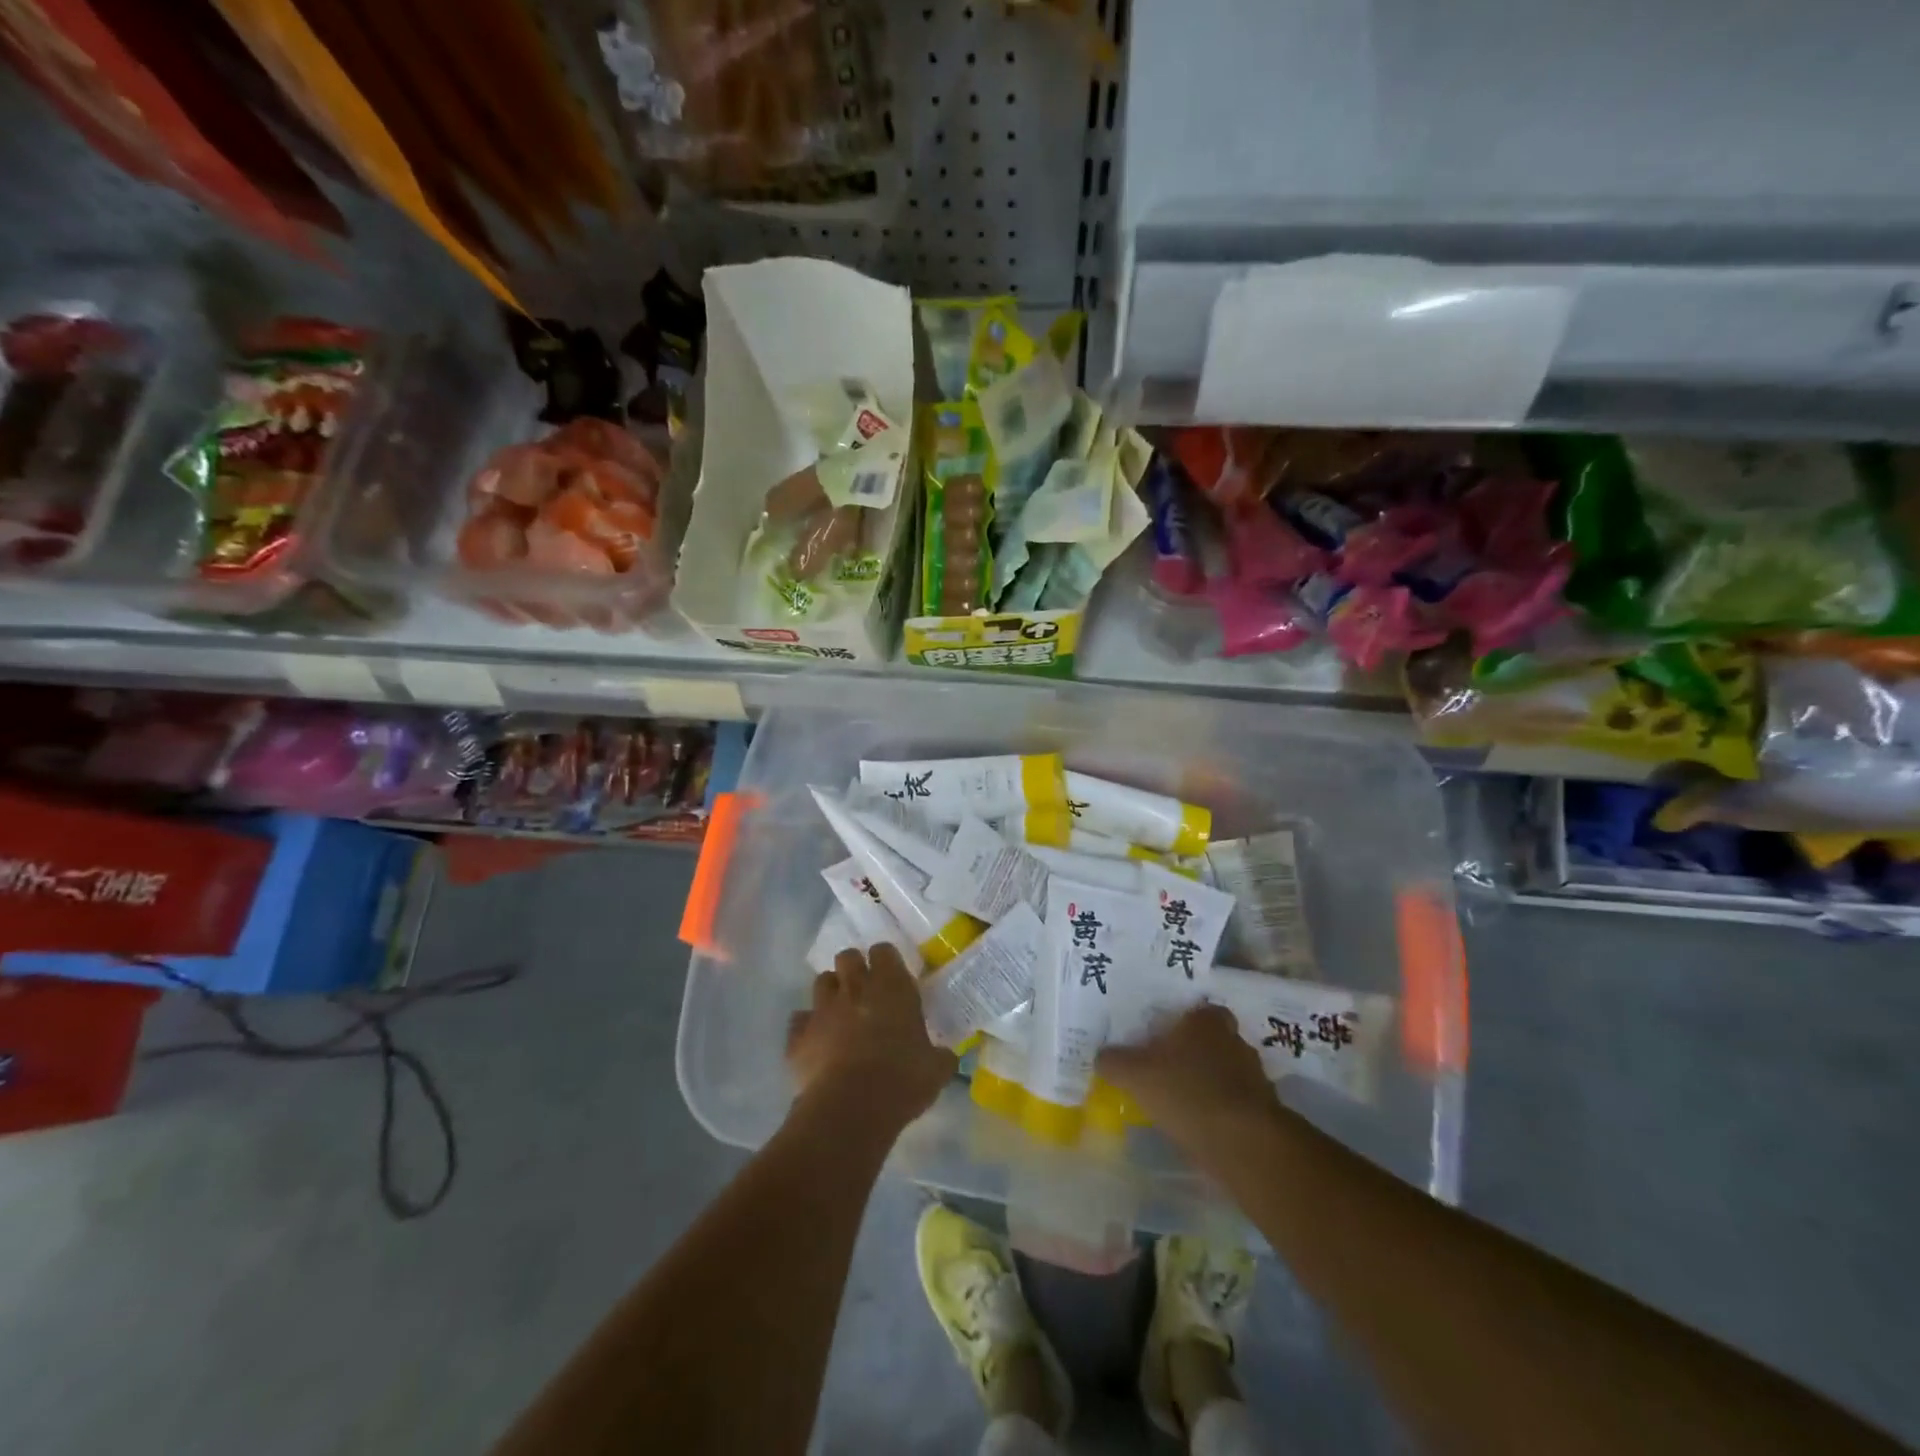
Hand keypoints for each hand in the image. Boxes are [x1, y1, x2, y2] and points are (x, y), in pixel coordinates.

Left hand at [786, 943, 955, 1131]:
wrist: (851, 1108)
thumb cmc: (902, 1080)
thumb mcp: (936, 1069)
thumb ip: (940, 1055)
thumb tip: (946, 1055)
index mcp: (891, 986)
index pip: (884, 951)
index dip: (886, 961)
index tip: (891, 978)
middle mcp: (855, 987)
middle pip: (847, 957)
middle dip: (853, 968)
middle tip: (864, 991)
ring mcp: (822, 1008)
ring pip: (821, 981)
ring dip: (830, 993)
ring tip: (839, 1014)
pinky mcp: (798, 1035)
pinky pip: (799, 1020)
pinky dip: (806, 1028)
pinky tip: (815, 1044)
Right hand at [1095, 1003, 1282, 1161]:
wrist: (1242, 1143)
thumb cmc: (1185, 1092)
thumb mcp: (1135, 1075)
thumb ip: (1115, 1062)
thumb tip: (1102, 1056)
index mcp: (1207, 1021)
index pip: (1199, 1010)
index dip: (1183, 1023)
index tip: (1164, 1038)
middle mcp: (1235, 1040)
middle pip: (1214, 1039)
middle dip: (1196, 1052)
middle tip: (1170, 1068)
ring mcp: (1255, 1075)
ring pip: (1227, 1071)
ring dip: (1210, 1082)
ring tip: (1184, 1101)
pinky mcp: (1264, 1110)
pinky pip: (1237, 1102)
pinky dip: (1223, 1110)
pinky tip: (1203, 1125)